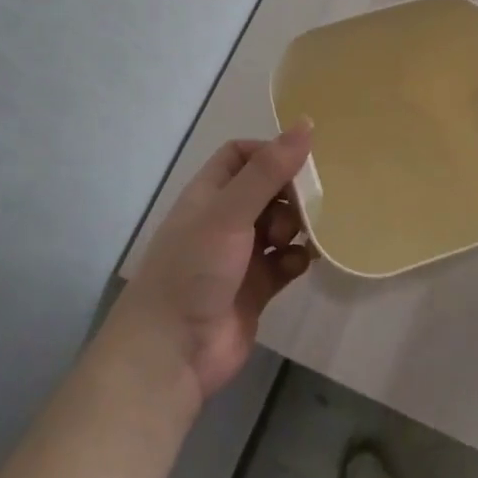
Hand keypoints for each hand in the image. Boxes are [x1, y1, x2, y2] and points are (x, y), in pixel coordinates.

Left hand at [111, 123, 316, 401]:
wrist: (171, 353)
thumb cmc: (194, 270)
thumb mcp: (230, 212)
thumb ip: (268, 171)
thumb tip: (307, 123)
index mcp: (210, 194)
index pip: (241, 155)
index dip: (269, 152)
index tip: (298, 162)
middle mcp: (224, 220)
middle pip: (267, 189)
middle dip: (290, 193)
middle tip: (307, 205)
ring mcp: (241, 256)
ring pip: (280, 226)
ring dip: (297, 226)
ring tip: (299, 237)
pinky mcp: (257, 289)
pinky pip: (286, 262)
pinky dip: (298, 259)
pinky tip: (302, 263)